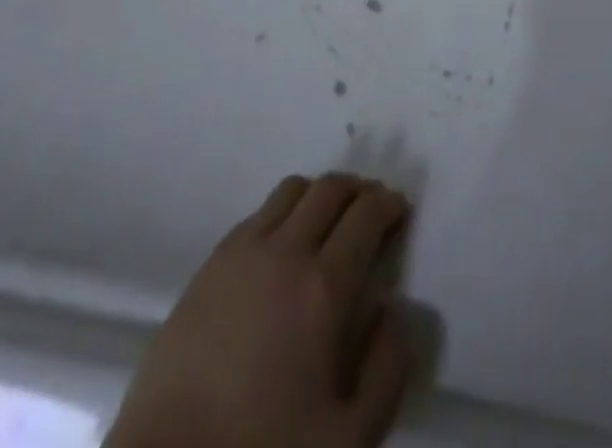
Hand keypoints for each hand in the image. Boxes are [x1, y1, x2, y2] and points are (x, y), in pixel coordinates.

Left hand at [107, 174, 411, 447]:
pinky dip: (284, 212)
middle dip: (359, 190)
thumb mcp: (351, 437)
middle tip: (372, 210)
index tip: (400, 211)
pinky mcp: (210, 263)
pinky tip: (285, 247)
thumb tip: (393, 308)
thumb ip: (387, 367)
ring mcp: (242, 251)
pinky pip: (258, 214)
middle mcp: (285, 250)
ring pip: (292, 190)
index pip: (366, 214)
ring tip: (330, 222)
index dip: (389, 204)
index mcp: (324, 286)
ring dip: (320, 194)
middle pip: (330, 189)